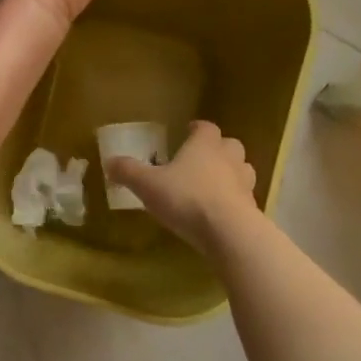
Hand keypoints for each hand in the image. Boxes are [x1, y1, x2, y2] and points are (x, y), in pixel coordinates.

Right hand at [105, 121, 263, 255]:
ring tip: (212, 184)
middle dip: (217, 149)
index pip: (205, 127)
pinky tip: (218, 212)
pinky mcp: (252, 208)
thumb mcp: (147, 185)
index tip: (188, 131)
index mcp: (204, 145)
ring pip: (241, 169)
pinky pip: (243, 197)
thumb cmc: (186, 198)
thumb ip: (128, 172)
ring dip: (229, 173)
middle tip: (200, 159)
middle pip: (229, 145)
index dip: (197, 128)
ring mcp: (244, 183)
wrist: (228, 232)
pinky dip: (233, 200)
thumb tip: (109, 162)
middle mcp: (228, 158)